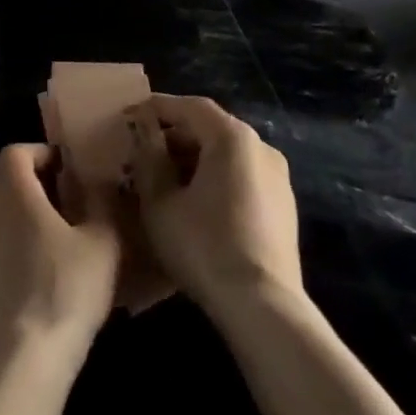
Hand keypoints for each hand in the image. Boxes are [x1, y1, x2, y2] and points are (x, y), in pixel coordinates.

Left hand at [0, 144, 122, 379]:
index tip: (61, 168)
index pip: (15, 151)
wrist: (16, 364)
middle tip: (34, 193)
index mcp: (10, 191)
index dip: (38, 153)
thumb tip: (101, 183)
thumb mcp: (102, 245)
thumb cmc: (63, 293)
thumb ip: (102, 204)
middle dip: (4, 175)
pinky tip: (7, 270)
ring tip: (19, 230)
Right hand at [126, 94, 302, 313]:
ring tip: (165, 179)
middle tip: (143, 152)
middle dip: (174, 136)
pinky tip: (196, 204)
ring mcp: (278, 177)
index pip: (190, 107)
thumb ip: (149, 160)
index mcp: (232, 137)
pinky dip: (216, 179)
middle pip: (211, 128)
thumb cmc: (204, 246)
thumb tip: (145, 136)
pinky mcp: (285, 207)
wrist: (263, 308)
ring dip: (195, 159)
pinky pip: (242, 177)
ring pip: (227, 154)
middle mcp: (261, 147)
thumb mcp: (160, 202)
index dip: (157, 108)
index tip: (130, 115)